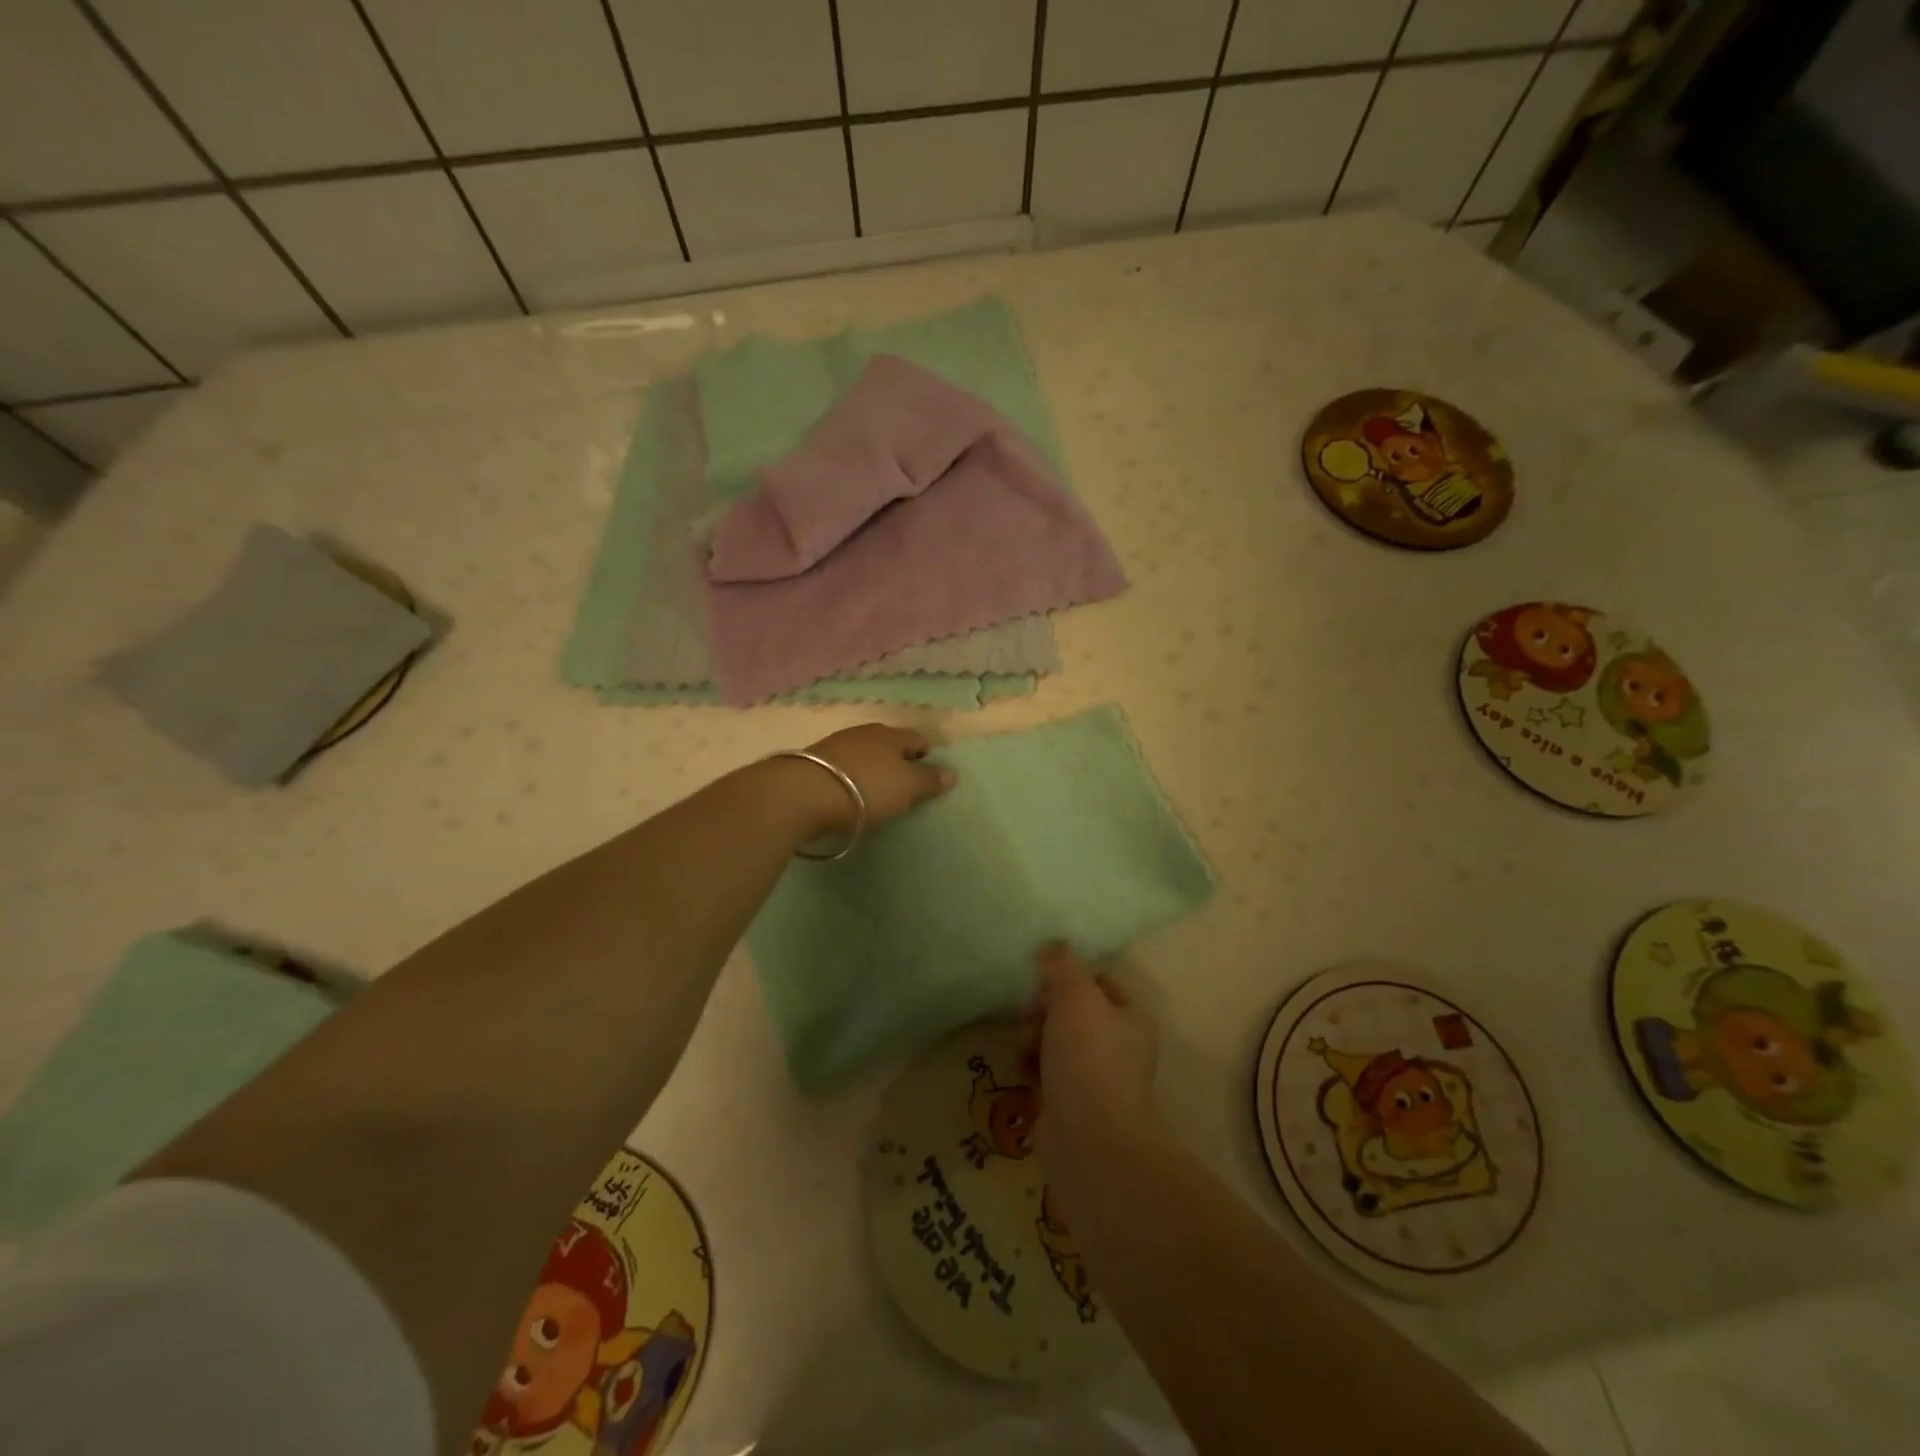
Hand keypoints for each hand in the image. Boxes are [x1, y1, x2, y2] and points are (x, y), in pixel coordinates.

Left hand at [795, 723, 955, 832]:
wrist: (804, 794)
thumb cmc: (867, 788)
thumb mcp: (907, 787)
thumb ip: (929, 780)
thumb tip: (951, 773)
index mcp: (891, 735)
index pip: (917, 739)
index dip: (926, 754)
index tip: (930, 774)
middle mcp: (864, 733)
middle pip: (889, 744)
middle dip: (898, 760)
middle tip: (904, 783)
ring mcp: (836, 745)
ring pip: (864, 754)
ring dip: (872, 768)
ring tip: (876, 790)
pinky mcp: (814, 763)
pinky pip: (843, 767)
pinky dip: (851, 777)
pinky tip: (849, 792)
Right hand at [1020, 944, 1161, 1168]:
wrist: (1090, 1141)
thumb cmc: (1089, 1058)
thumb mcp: (1076, 995)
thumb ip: (1062, 964)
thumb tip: (1050, 946)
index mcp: (1129, 1018)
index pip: (1096, 982)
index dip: (1066, 978)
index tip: (1043, 985)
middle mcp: (1117, 1047)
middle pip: (1069, 1011)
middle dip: (1042, 1011)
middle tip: (1029, 1019)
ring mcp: (1094, 1079)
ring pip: (1053, 1042)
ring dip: (1032, 1041)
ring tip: (1026, 1054)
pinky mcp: (1070, 1106)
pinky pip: (1044, 1075)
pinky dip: (1032, 1072)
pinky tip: (1025, 1078)